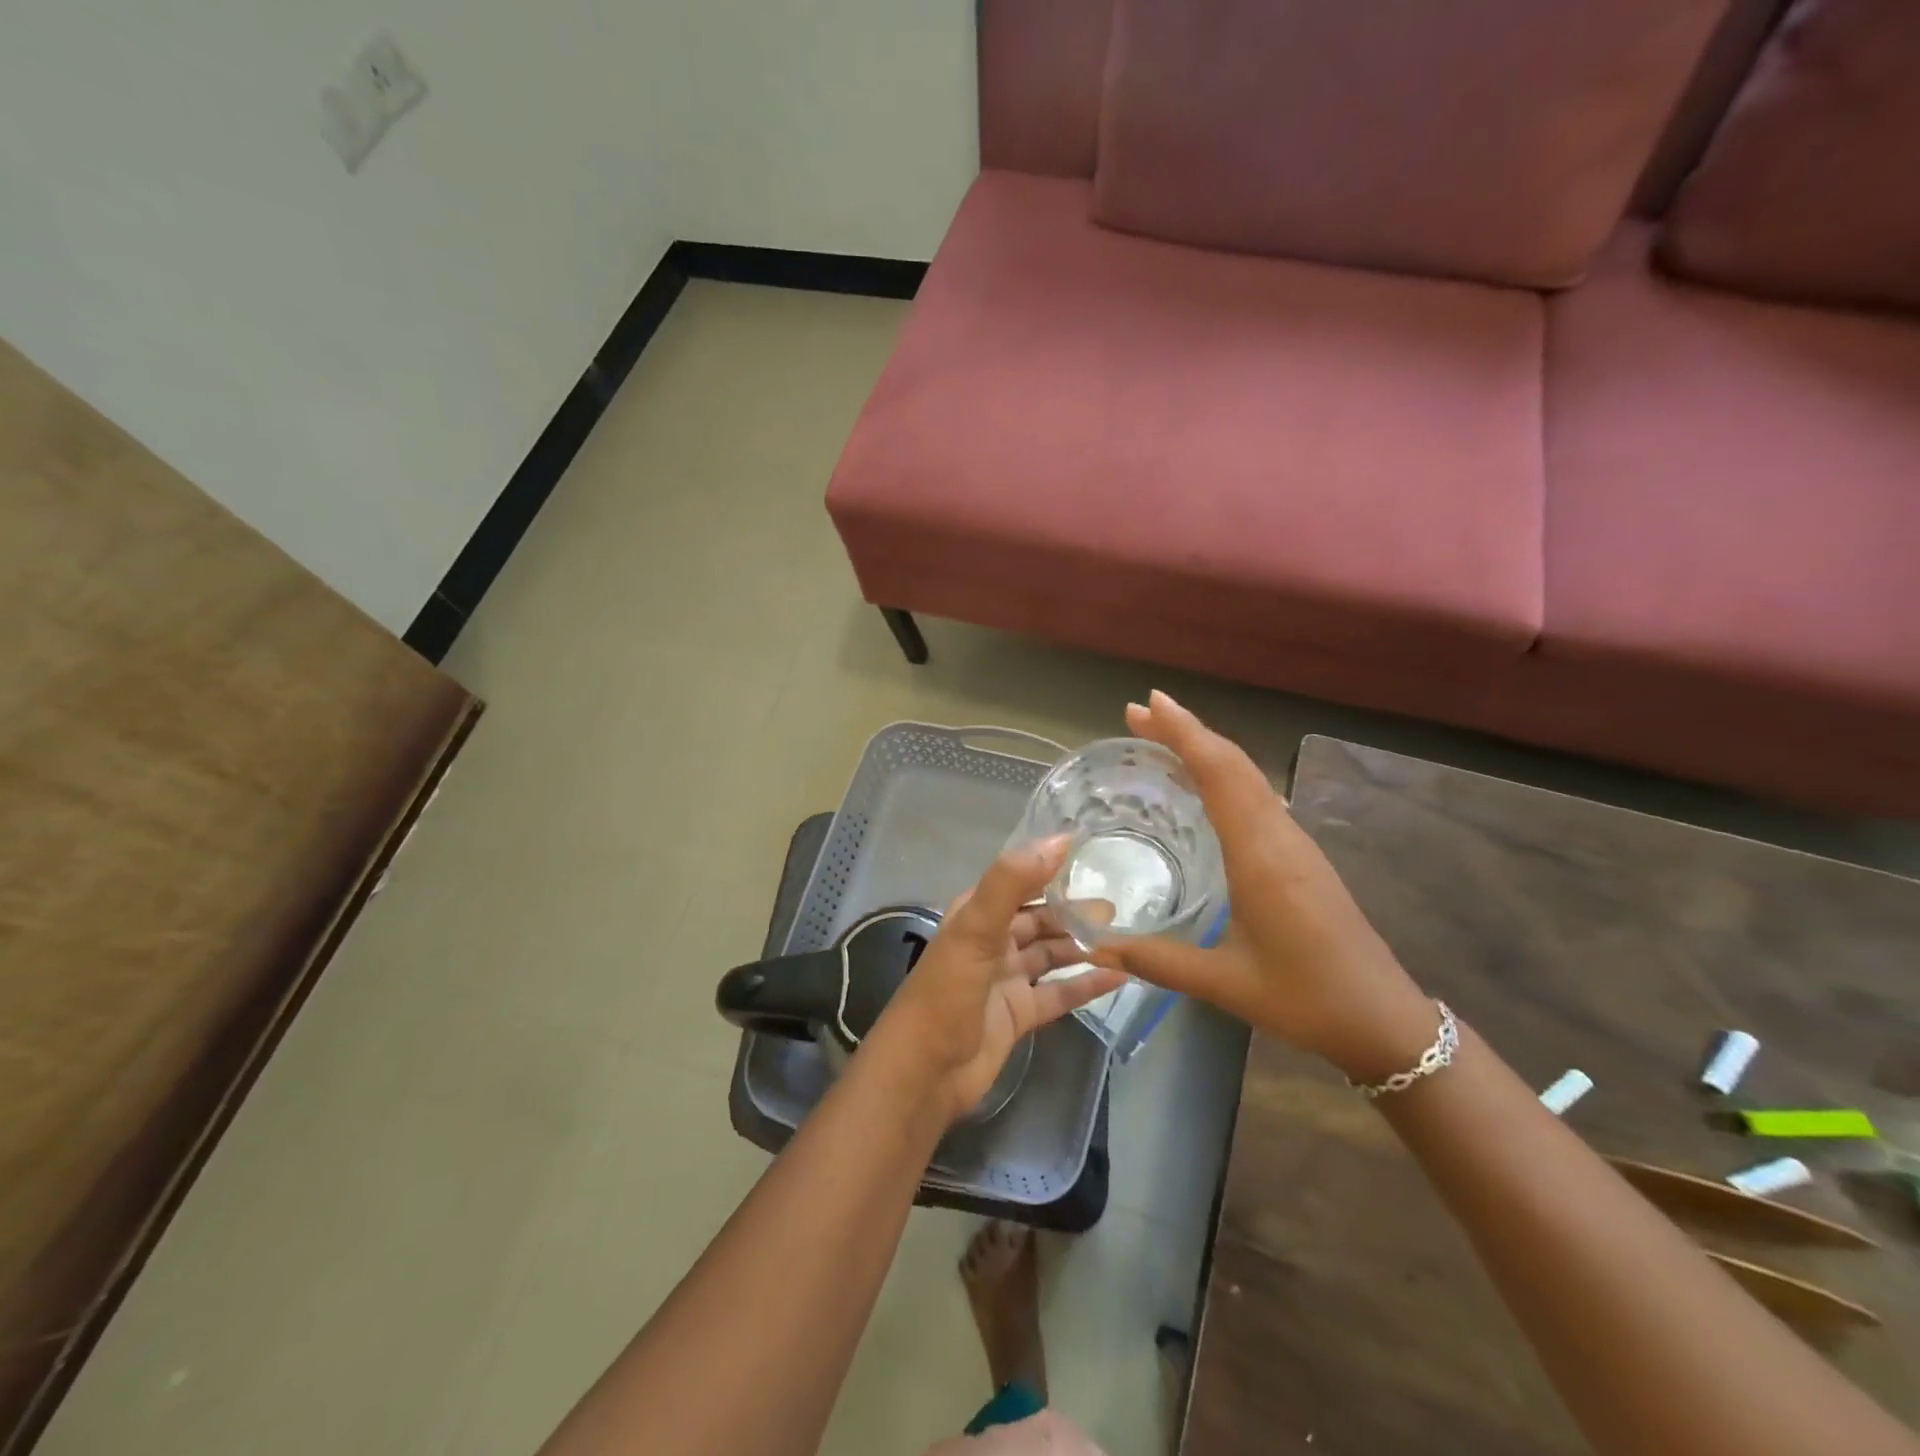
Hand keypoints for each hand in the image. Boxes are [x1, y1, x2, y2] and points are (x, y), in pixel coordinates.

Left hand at [869, 837, 1126, 1123]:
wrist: (925, 1073)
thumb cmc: (946, 992)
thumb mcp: (975, 930)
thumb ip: (1011, 883)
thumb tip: (1059, 840)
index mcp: (975, 915)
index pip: (1018, 882)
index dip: (1049, 869)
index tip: (1090, 855)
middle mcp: (991, 942)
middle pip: (1039, 920)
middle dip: (1073, 912)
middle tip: (1115, 907)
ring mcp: (1006, 980)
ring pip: (1051, 954)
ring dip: (1082, 946)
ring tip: (1123, 937)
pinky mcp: (1019, 1014)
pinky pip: (1059, 993)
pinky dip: (1085, 984)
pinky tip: (1118, 976)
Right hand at [1089, 692, 1439, 1082]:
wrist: (1383, 1019)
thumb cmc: (1305, 998)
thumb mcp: (1224, 983)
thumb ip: (1157, 962)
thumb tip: (1095, 949)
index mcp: (1260, 855)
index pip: (1220, 774)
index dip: (1184, 734)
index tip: (1148, 704)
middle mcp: (1279, 836)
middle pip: (1233, 764)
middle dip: (1186, 731)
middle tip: (1138, 714)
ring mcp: (1295, 843)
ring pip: (1248, 777)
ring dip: (1205, 749)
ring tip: (1161, 739)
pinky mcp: (1301, 856)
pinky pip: (1257, 797)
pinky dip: (1224, 775)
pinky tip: (1203, 787)